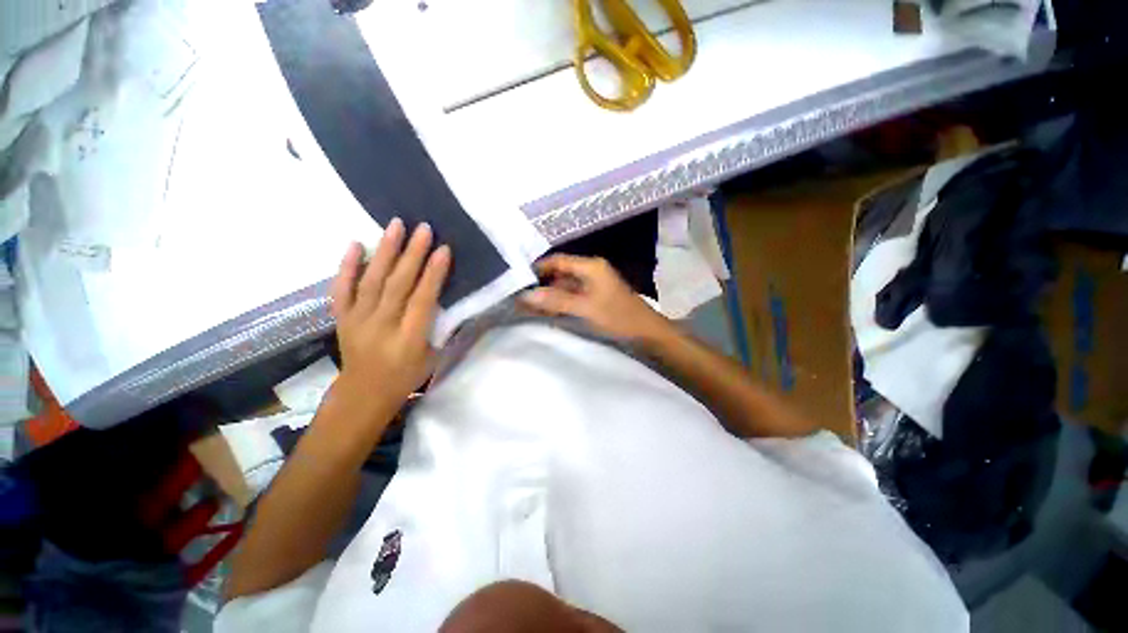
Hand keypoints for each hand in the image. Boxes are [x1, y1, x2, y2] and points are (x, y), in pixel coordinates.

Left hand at [329, 219, 450, 417]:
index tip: (443, 249)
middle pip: (398, 284)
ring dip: (385, 251)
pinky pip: (341, 288)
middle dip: (412, 254)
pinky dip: (347, 266)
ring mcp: (358, 320)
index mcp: (409, 338)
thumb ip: (442, 328)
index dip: (434, 274)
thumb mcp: (434, 357)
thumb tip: (451, 300)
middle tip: (423, 228)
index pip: (423, 300)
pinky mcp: (342, 317)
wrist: (364, 392)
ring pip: (372, 280)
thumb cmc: (406, 375)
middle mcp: (382, 325)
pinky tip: (355, 244)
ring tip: (396, 225)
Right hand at [520, 255, 671, 341]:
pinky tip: (543, 313)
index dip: (537, 268)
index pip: (557, 261)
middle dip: (540, 286)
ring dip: (547, 297)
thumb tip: (525, 296)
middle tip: (518, 298)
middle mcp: (590, 272)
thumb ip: (556, 301)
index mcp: (591, 266)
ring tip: (525, 307)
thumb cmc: (619, 317)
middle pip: (559, 274)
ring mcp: (592, 286)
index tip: (517, 280)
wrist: (647, 334)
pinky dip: (557, 305)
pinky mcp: (593, 300)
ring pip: (563, 287)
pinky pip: (570, 298)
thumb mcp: (585, 308)